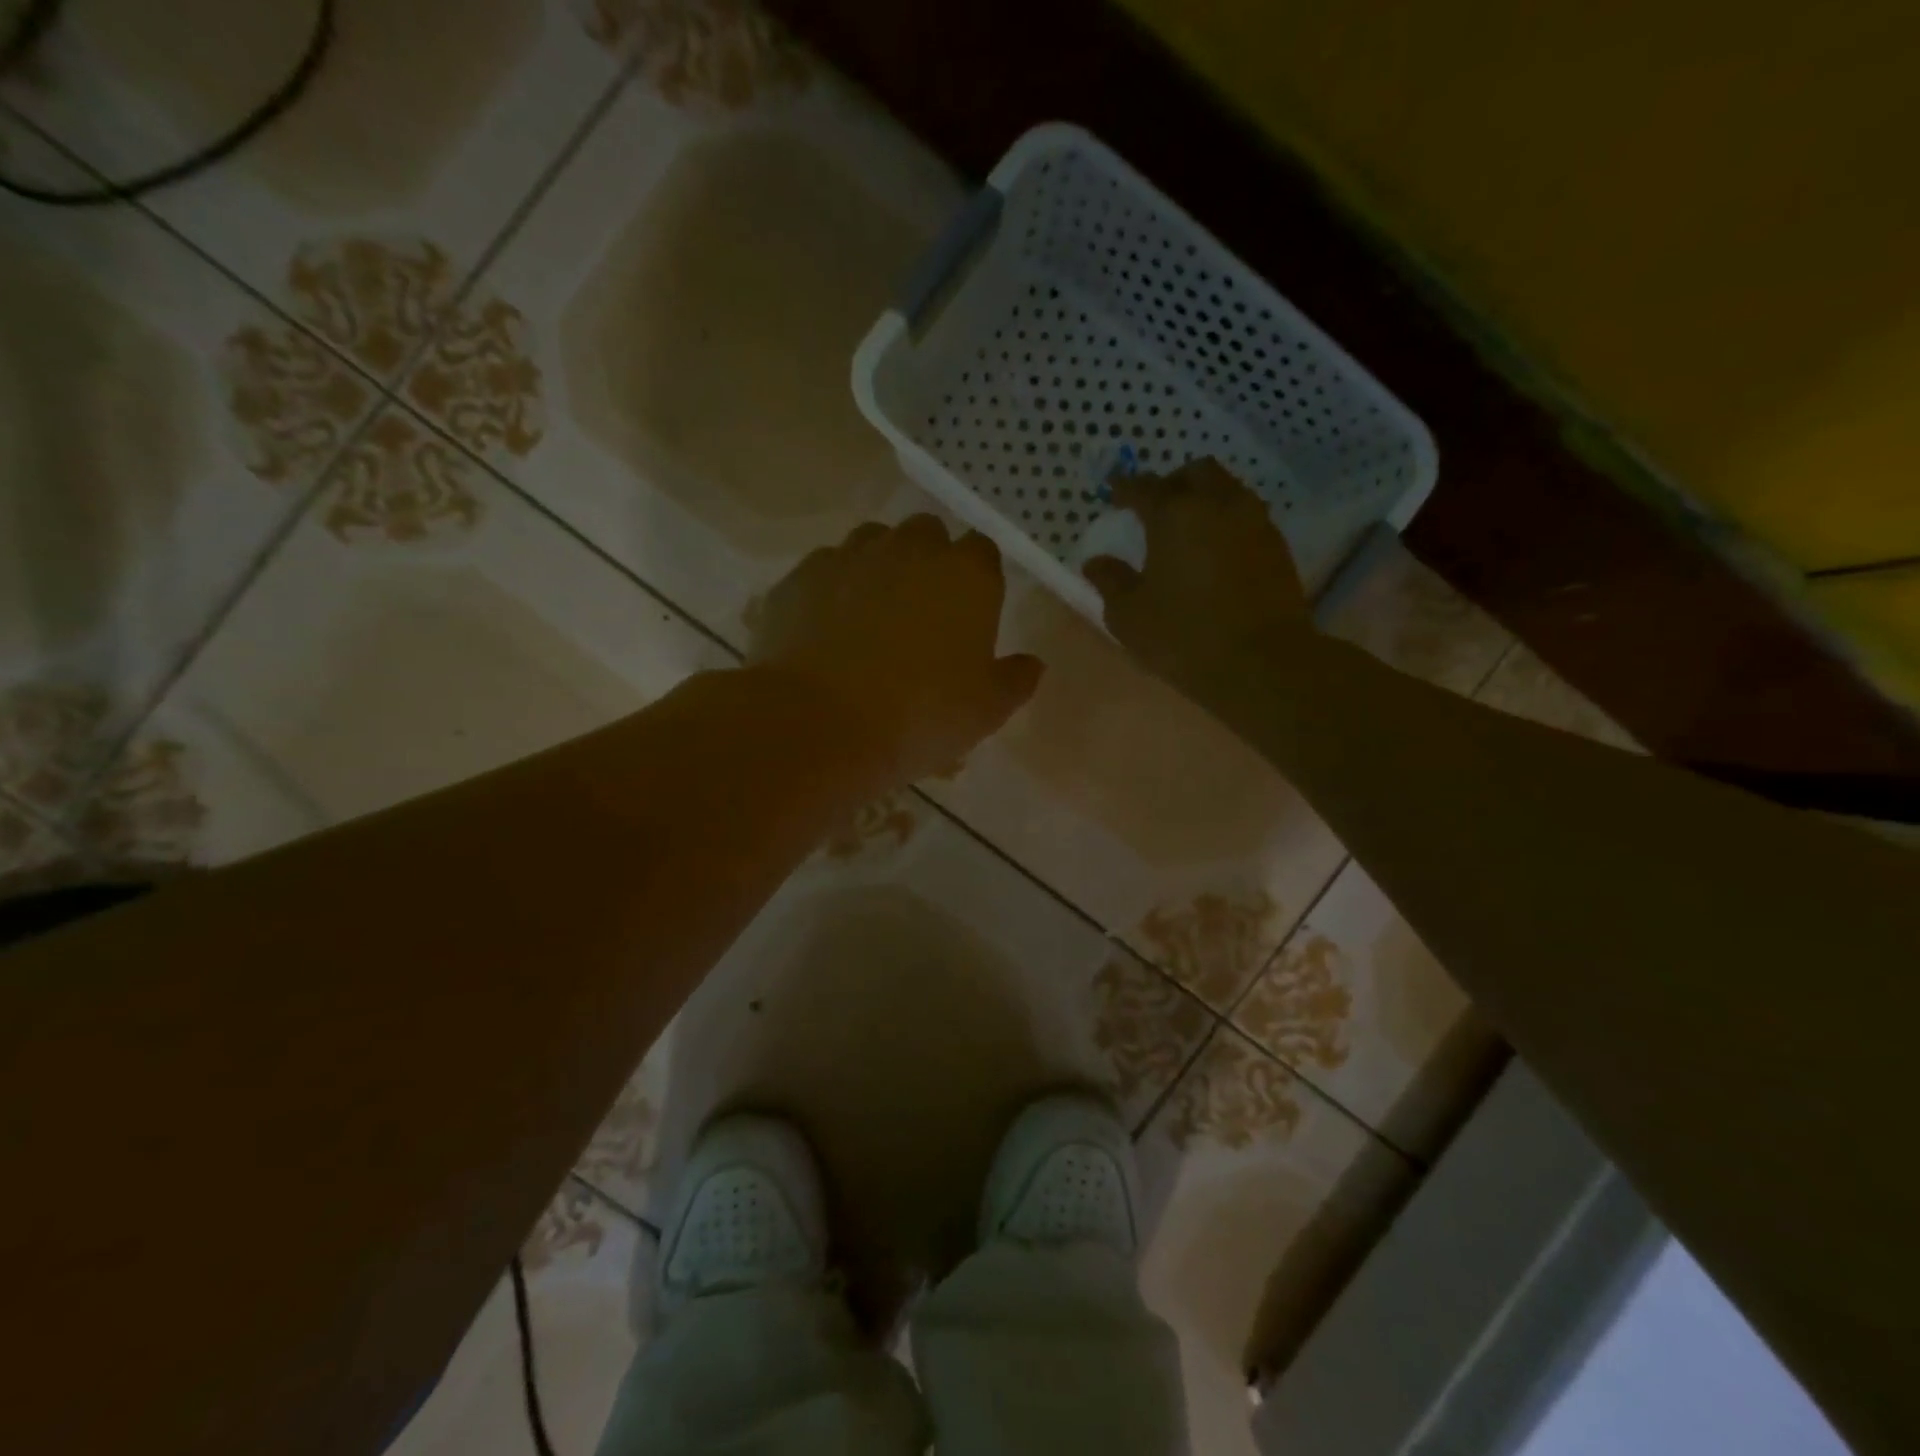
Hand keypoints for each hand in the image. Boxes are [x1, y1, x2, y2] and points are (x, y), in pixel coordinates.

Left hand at [750, 515, 1043, 788]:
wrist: (822, 724)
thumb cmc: (921, 715)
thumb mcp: (986, 710)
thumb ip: (1015, 680)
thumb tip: (1031, 663)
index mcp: (966, 574)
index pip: (982, 552)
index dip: (977, 580)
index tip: (970, 614)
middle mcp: (910, 549)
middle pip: (927, 535)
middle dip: (928, 562)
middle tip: (922, 613)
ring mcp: (850, 556)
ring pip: (872, 543)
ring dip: (879, 567)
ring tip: (871, 617)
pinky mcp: (801, 576)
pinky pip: (825, 570)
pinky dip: (832, 590)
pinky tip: (827, 630)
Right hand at [1082, 458, 1312, 703]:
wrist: (1263, 663)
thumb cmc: (1184, 636)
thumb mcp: (1129, 616)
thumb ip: (1110, 581)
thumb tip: (1096, 562)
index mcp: (1174, 514)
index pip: (1143, 487)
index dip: (1124, 488)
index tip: (1113, 493)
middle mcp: (1218, 504)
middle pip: (1195, 473)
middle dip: (1172, 483)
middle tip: (1155, 508)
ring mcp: (1254, 522)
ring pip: (1227, 491)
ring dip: (1204, 500)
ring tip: (1187, 531)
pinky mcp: (1278, 546)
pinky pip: (1247, 517)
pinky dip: (1226, 523)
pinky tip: (1215, 552)